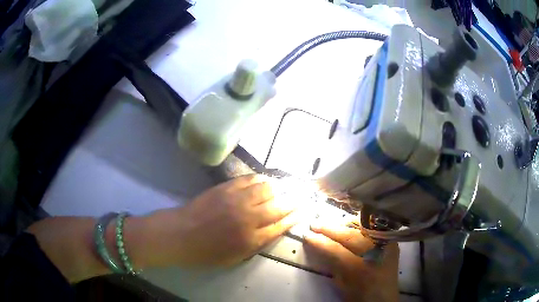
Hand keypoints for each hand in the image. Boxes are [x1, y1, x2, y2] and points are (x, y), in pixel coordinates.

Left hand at [144, 174, 300, 267]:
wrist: (180, 234)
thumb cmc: (206, 252)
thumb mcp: (235, 257)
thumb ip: (257, 244)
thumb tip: (273, 229)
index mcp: (251, 239)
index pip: (282, 225)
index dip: (296, 216)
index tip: (305, 210)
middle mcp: (248, 218)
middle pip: (279, 205)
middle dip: (294, 200)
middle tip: (303, 194)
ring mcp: (237, 200)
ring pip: (267, 188)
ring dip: (280, 186)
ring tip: (286, 186)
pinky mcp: (226, 188)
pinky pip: (249, 179)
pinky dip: (261, 178)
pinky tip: (266, 179)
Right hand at [304, 220, 399, 301]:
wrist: (384, 299)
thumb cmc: (360, 295)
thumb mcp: (342, 284)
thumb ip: (332, 264)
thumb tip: (319, 245)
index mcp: (362, 269)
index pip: (337, 250)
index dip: (321, 241)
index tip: (307, 234)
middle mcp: (377, 253)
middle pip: (350, 235)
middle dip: (330, 229)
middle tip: (314, 224)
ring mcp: (387, 245)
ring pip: (363, 227)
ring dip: (343, 225)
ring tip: (329, 225)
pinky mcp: (390, 242)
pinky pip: (372, 229)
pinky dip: (358, 226)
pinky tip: (347, 226)